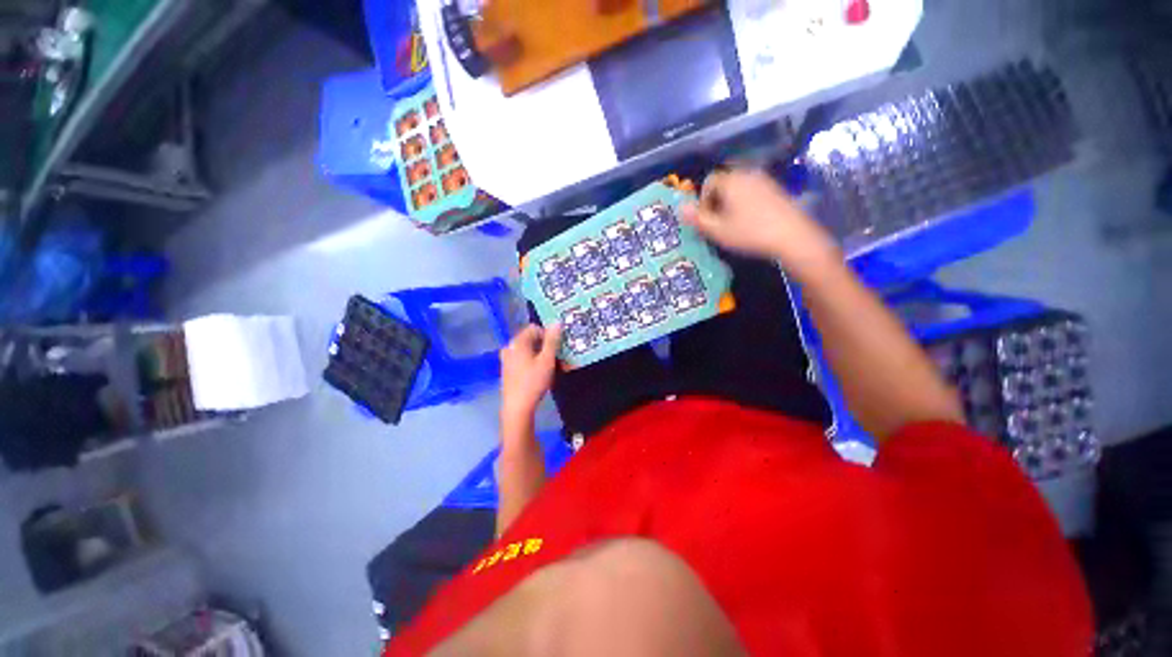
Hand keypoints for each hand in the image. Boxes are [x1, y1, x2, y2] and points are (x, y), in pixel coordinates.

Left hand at [499, 324, 562, 427]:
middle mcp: (510, 347)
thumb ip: (552, 340)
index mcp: (517, 342)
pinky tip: (542, 375)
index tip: (558, 347)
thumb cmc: (533, 382)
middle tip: (559, 358)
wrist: (517, 408)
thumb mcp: (547, 360)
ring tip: (554, 367)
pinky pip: (524, 360)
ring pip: (529, 351)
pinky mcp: (508, 370)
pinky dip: (534, 363)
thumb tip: (556, 322)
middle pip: (531, 340)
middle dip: (547, 347)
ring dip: (542, 356)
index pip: (534, 328)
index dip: (548, 334)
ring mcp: (507, 359)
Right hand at [680, 168, 840, 278]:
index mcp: (731, 181)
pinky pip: (754, 191)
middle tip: (718, 222)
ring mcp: (765, 180)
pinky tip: (751, 221)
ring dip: (731, 202)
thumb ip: (697, 218)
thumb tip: (680, 207)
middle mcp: (748, 174)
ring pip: (739, 187)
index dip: (703, 200)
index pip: (709, 181)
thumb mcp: (717, 230)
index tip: (706, 218)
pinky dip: (746, 202)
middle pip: (724, 182)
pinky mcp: (777, 189)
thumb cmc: (750, 233)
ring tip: (733, 223)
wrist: (792, 236)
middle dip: (717, 200)